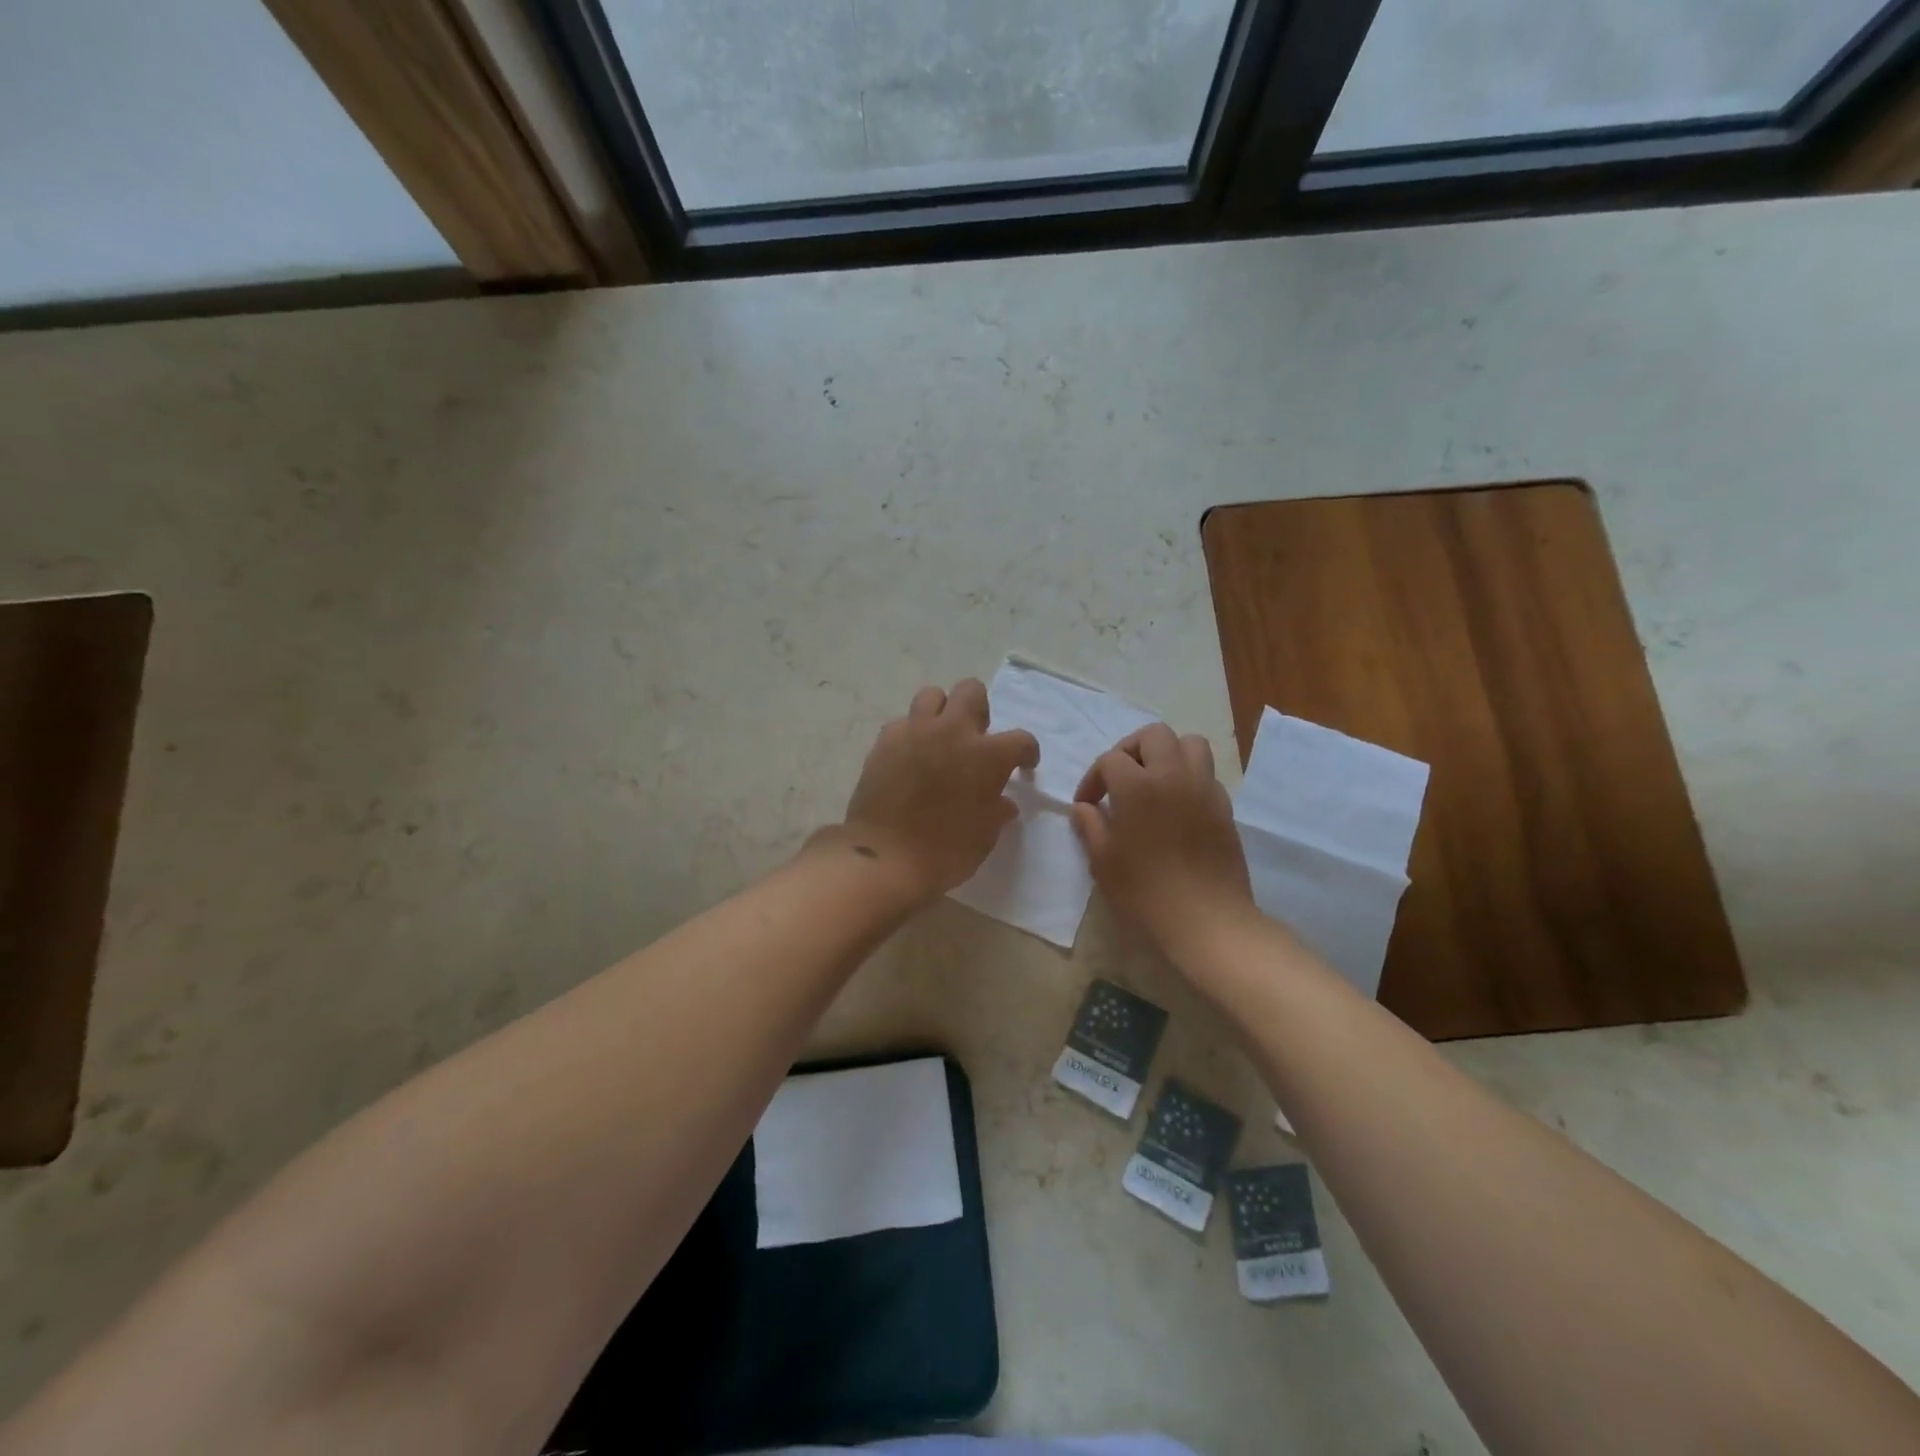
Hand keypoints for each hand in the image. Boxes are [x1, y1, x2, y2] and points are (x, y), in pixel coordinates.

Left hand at [837, 679, 1040, 898]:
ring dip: (941, 712)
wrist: (886, 857)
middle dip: (979, 710)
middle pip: (971, 691)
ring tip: (940, 738)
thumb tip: (1002, 801)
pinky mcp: (885, 741)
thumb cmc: (945, 852)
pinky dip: (911, 734)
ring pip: (932, 695)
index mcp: (988, 755)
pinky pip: (902, 722)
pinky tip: (910, 756)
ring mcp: (915, 732)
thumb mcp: (985, 836)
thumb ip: (996, 811)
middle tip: (975, 738)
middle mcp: (953, 731)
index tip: (1024, 765)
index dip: (1027, 753)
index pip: (1021, 740)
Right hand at [1072, 723, 1255, 954]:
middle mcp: (1173, 775)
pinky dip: (1188, 776)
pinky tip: (1176, 805)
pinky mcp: (1225, 806)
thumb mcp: (1103, 862)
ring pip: (1189, 743)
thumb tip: (1083, 807)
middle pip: (1153, 736)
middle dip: (1130, 750)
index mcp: (1137, 786)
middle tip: (1119, 779)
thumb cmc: (1146, 892)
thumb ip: (1090, 826)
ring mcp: (1204, 788)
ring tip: (1153, 781)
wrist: (1207, 920)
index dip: (1093, 778)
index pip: (1111, 759)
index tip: (1087, 804)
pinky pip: (1206, 773)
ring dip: (1167, 753)